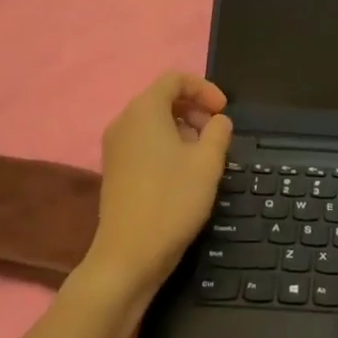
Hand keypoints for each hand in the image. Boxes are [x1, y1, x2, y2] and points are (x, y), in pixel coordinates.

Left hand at [75, 72, 231, 309]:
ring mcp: (115, 147)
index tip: (223, 111)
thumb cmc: (171, 201)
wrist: (127, 257)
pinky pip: (143, 141)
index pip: (175, 79)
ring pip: (153, 121)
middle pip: (162, 98)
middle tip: (216, 132)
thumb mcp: (208, 162)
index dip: (204, 88)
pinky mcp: (114, 170)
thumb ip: (218, 131)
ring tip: (203, 154)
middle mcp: (124, 121)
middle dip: (194, 108)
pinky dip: (165, 144)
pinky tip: (182, 172)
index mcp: (144, 110)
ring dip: (182, 128)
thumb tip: (217, 121)